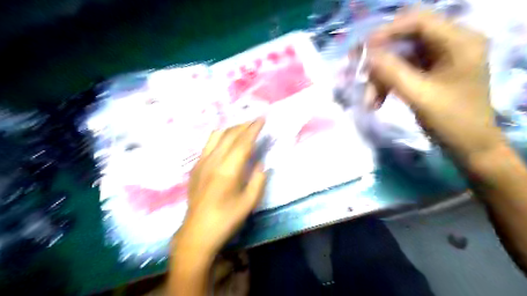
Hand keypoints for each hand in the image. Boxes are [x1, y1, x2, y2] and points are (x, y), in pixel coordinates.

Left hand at [175, 119, 265, 257]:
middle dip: (244, 125)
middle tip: (255, 121)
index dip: (253, 129)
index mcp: (228, 170)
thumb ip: (258, 180)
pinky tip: (225, 141)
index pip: (243, 142)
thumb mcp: (249, 202)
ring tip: (242, 128)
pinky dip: (220, 137)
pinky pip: (208, 144)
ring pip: (217, 136)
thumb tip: (260, 163)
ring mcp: (201, 162)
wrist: (197, 233)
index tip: (262, 119)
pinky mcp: (195, 167)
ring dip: (231, 129)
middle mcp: (213, 161)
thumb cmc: (226, 219)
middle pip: (230, 135)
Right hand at [368, 10, 503, 161]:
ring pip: (399, 58)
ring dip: (380, 78)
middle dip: (380, 58)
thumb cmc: (451, 120)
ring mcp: (439, 59)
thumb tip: (367, 55)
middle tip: (359, 71)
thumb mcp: (419, 96)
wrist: (468, 145)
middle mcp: (450, 43)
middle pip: (405, 39)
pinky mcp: (429, 73)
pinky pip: (401, 71)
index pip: (418, 21)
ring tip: (370, 101)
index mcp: (459, 41)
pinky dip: (386, 85)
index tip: (362, 50)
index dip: (387, 32)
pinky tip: (377, 102)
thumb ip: (392, 72)